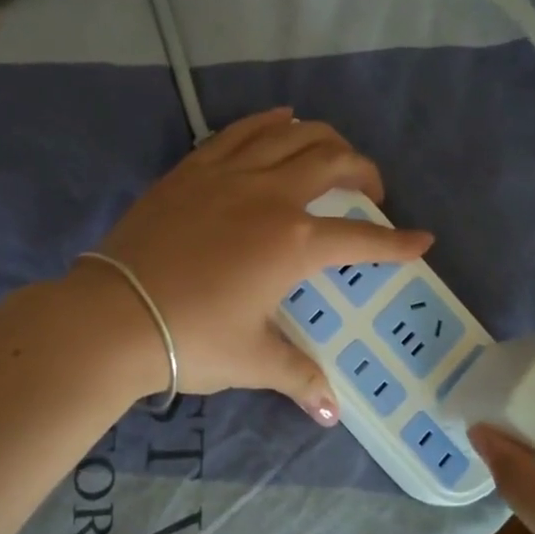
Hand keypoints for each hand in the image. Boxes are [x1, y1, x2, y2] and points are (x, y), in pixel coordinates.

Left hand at [82, 108, 431, 420]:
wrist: (113, 315)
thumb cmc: (191, 338)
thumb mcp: (253, 360)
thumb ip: (299, 377)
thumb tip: (332, 413)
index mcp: (294, 243)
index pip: (361, 239)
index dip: (397, 243)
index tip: (421, 240)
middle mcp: (270, 196)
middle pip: (333, 162)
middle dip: (364, 172)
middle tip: (371, 191)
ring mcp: (228, 175)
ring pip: (290, 135)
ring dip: (323, 138)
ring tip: (334, 152)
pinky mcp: (191, 169)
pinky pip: (240, 132)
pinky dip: (268, 123)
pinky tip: (280, 120)